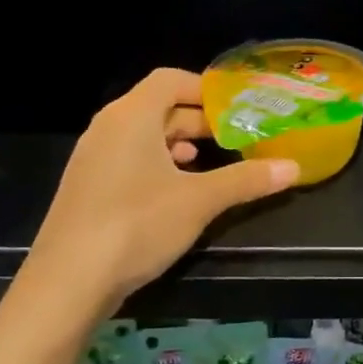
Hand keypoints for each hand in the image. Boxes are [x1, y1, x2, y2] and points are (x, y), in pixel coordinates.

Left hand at [21, 69, 297, 310]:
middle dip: (199, 120)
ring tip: (210, 160)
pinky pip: (129, 160)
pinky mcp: (88, 188)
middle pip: (158, 107)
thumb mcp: (200, 201)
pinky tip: (177, 190)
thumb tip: (294, 167)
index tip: (239, 107)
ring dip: (178, 143)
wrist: (68, 283)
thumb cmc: (137, 225)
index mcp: (131, 116)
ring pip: (143, 136)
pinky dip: (157, 165)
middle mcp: (108, 128)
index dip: (206, 89)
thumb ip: (246, 180)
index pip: (170, 80)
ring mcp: (93, 159)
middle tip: (236, 136)